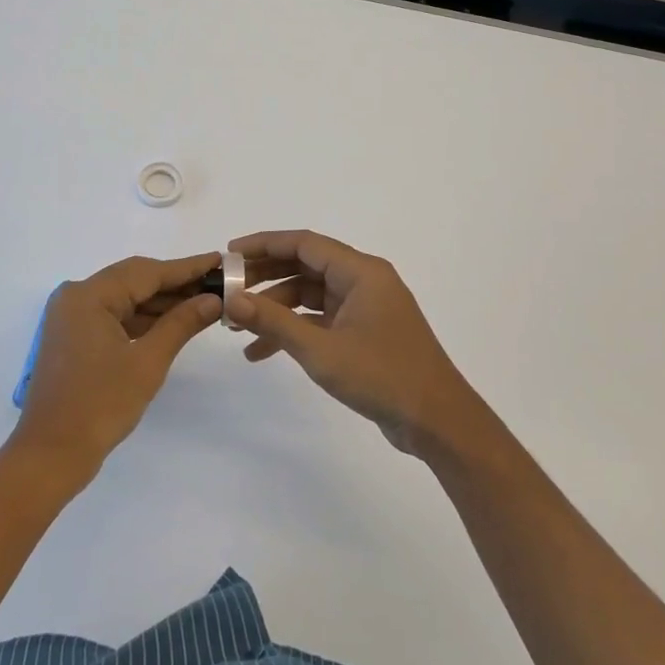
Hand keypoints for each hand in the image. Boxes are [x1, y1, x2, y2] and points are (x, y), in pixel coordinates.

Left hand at [9, 252, 222, 479]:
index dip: (187, 268)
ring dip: (161, 302)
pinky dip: (143, 319)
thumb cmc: (101, 405)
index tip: (220, 260)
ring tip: (204, 303)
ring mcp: (73, 317)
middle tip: (218, 283)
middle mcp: (77, 297)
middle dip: (176, 284)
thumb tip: (213, 300)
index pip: (147, 272)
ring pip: (125, 298)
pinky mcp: (75, 337)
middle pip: (135, 280)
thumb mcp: (148, 362)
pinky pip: (115, 316)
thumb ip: (181, 324)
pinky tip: (174, 322)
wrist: (51, 455)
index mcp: (89, 295)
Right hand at [224, 231, 479, 456]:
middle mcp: (364, 281)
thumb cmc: (382, 376)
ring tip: (237, 327)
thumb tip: (232, 300)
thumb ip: (274, 322)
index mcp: (361, 272)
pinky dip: (294, 330)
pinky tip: (262, 352)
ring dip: (276, 308)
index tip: (229, 253)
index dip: (265, 244)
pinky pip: (321, 320)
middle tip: (227, 289)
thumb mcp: (321, 350)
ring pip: (310, 295)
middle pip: (305, 267)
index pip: (304, 243)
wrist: (437, 422)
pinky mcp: (364, 332)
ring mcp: (365, 307)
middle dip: (264, 278)